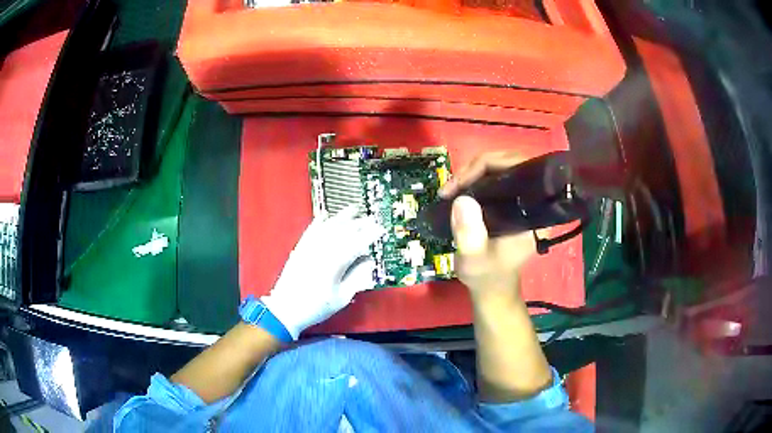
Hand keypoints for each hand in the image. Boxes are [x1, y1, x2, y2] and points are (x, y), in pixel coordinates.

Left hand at [261, 206, 384, 338]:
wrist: (286, 309)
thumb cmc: (317, 307)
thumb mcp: (342, 297)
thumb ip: (356, 278)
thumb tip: (368, 261)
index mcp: (335, 263)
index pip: (357, 243)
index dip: (371, 234)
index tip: (381, 229)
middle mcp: (322, 250)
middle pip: (344, 231)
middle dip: (360, 223)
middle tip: (372, 219)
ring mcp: (309, 247)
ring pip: (328, 226)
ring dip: (342, 217)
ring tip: (353, 210)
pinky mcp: (300, 248)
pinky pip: (311, 230)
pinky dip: (319, 221)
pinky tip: (325, 215)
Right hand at [441, 153, 536, 302]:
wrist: (491, 288)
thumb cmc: (487, 275)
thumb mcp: (474, 258)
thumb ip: (470, 234)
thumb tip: (461, 199)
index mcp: (532, 211)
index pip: (519, 169)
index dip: (489, 166)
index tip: (461, 184)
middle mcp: (531, 200)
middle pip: (508, 162)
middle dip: (475, 168)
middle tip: (451, 186)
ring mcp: (521, 198)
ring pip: (499, 167)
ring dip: (472, 173)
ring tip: (450, 189)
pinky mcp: (510, 201)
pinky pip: (494, 177)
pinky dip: (474, 179)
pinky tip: (459, 190)